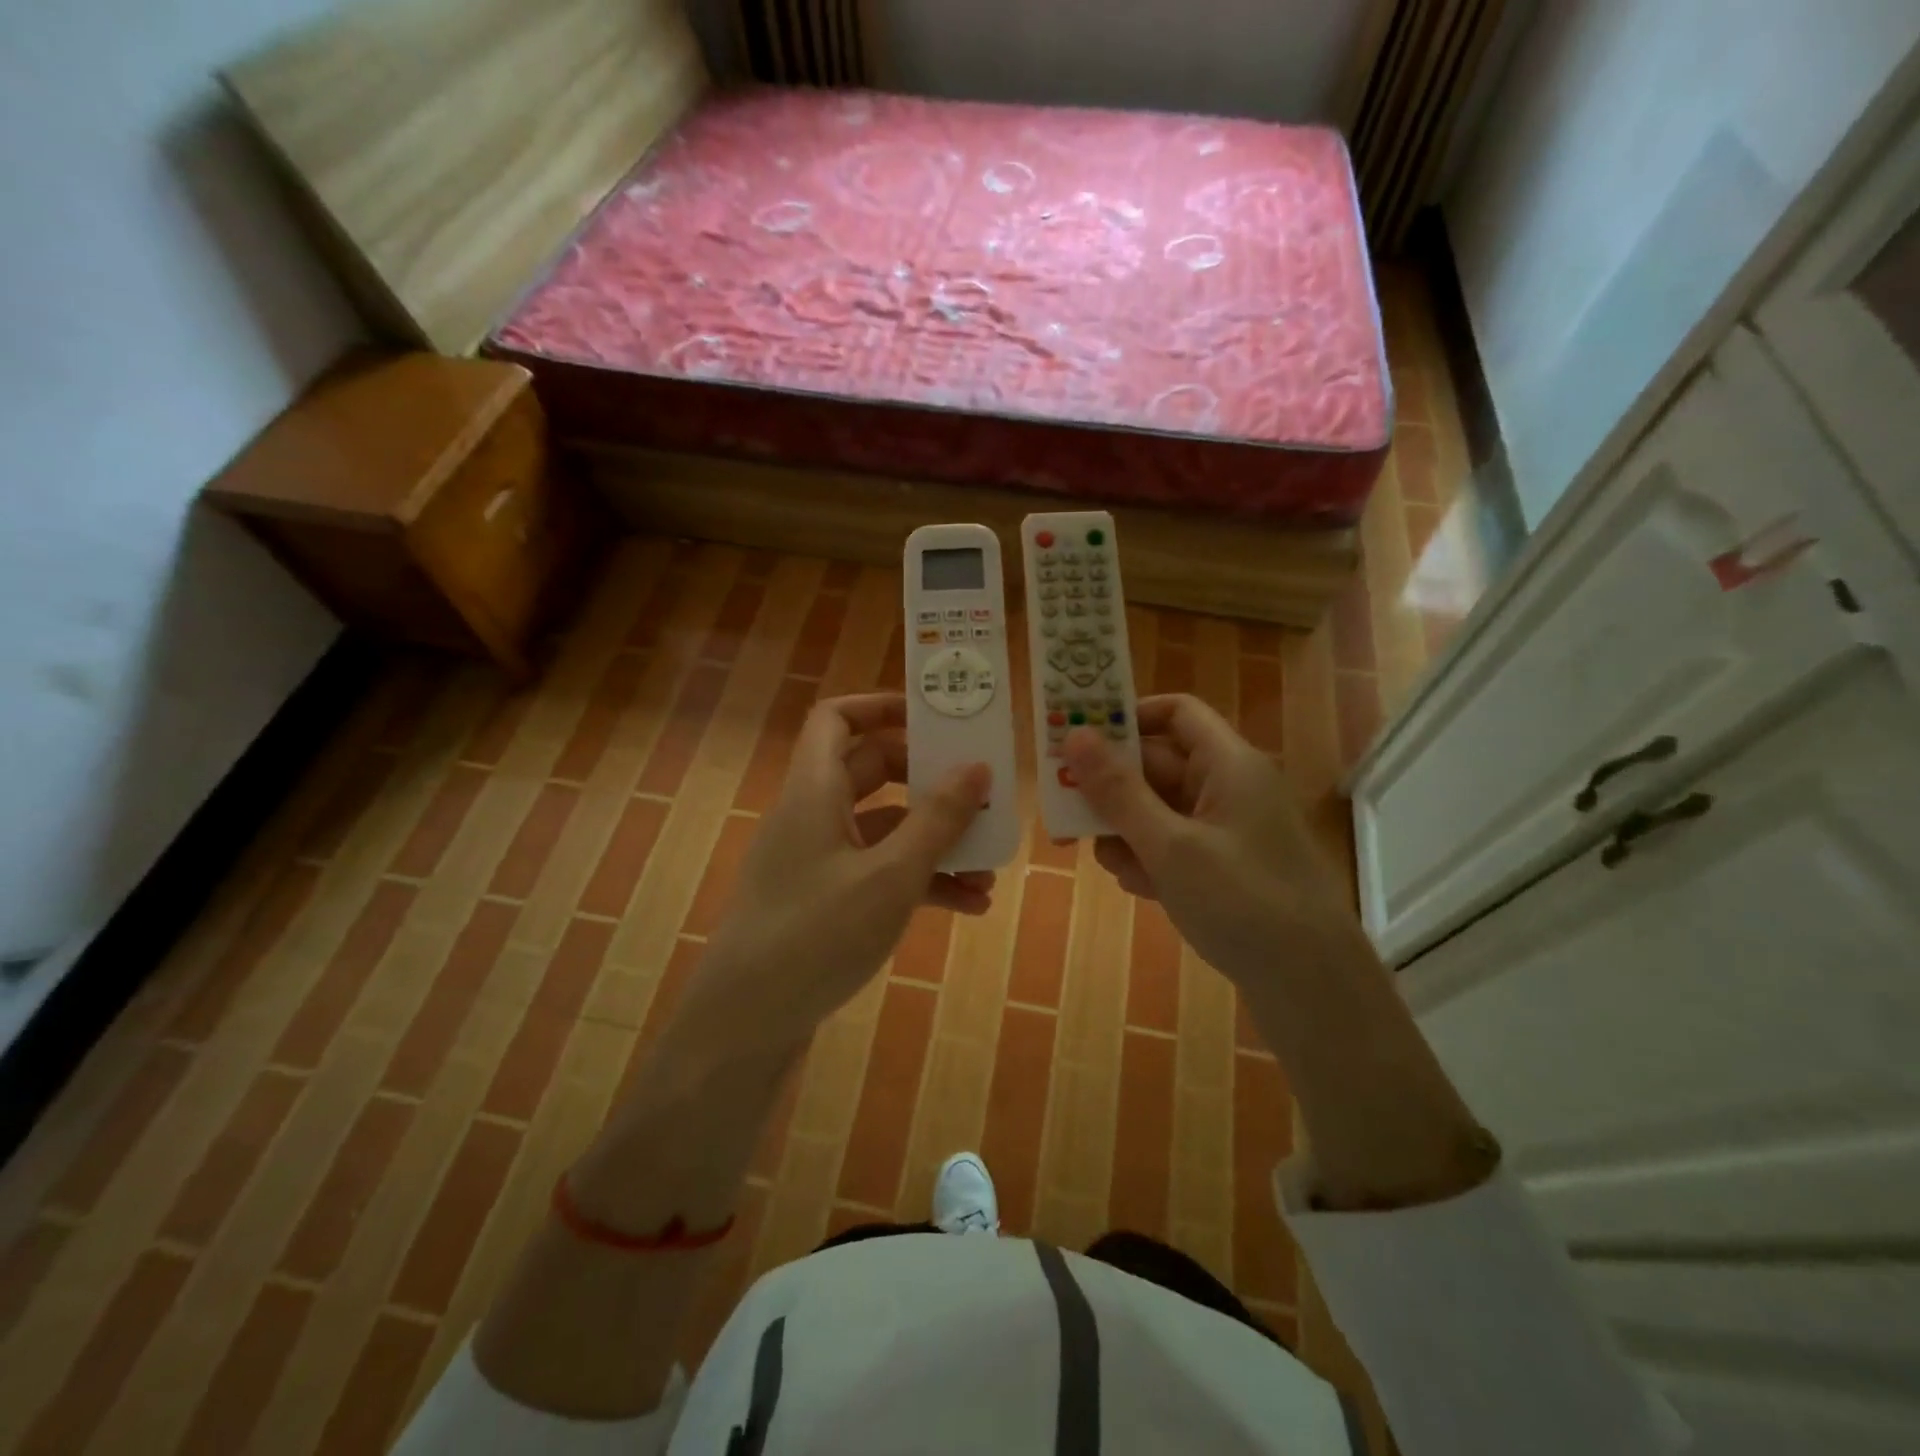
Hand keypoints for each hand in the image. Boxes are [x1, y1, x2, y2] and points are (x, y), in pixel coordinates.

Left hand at [681, 694, 990, 1052]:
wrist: (745, 1025)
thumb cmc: (816, 936)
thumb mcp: (890, 876)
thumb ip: (937, 820)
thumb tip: (977, 767)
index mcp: (814, 791)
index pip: (836, 718)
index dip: (881, 706)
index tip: (935, 719)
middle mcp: (812, 816)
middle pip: (872, 771)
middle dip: (929, 782)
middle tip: (978, 793)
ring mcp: (817, 861)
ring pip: (883, 828)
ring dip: (934, 841)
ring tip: (988, 867)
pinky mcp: (825, 900)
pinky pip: (878, 872)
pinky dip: (919, 880)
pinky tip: (968, 907)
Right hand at [1062, 694, 1355, 987]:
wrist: (1311, 986)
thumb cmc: (1241, 902)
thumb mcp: (1169, 845)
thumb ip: (1117, 791)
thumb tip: (1075, 733)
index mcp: (1228, 764)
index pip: (1176, 713)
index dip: (1128, 717)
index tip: (1080, 739)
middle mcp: (1229, 788)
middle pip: (1158, 764)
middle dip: (1112, 787)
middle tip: (1065, 809)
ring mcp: (1227, 830)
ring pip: (1158, 809)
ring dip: (1125, 829)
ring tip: (1107, 861)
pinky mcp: (1224, 867)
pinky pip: (1173, 844)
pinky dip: (1149, 858)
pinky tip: (1138, 887)